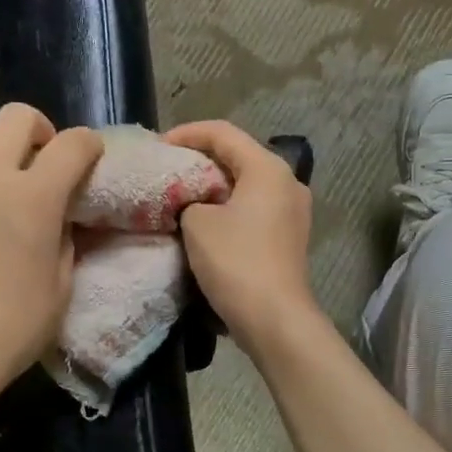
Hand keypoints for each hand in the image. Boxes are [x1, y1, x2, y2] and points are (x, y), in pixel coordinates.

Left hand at [0, 104, 103, 418]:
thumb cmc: (13, 327)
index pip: (73, 144)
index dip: (89, 146)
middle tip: (39, 163)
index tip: (90, 160)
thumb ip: (64, 236)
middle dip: (37, 132)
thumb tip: (59, 216)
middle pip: (15, 117)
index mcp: (33, 197)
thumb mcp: (61, 284)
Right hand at [164, 120, 319, 356]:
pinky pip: (254, 208)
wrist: (274, 318)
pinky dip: (228, 207)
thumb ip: (189, 198)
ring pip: (246, 184)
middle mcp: (288, 182)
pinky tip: (205, 220)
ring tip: (182, 194)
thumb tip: (194, 203)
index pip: (223, 132)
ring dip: (214, 186)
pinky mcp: (289, 237)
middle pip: (238, 156)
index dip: (186, 133)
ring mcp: (293, 211)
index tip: (158, 147)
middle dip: (200, 159)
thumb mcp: (197, 222)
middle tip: (167, 168)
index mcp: (268, 168)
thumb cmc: (235, 261)